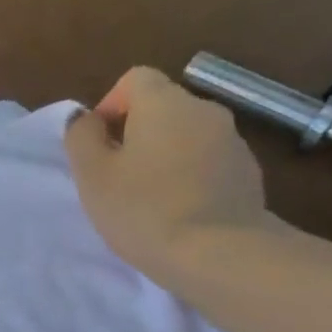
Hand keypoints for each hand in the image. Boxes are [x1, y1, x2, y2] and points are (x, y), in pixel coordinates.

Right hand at [64, 66, 268, 280]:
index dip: (111, 106)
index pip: (135, 79)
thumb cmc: (143, 210)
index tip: (99, 147)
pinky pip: (209, 164)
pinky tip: (180, 214)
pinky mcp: (249, 173)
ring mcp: (233, 141)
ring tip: (150, 201)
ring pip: (188, 137)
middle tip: (118, 179)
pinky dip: (191, 178)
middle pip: (163, 108)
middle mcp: (204, 109)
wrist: (217, 252)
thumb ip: (82, 138)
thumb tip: (86, 119)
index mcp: (164, 103)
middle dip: (137, 135)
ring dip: (166, 157)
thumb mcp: (93, 176)